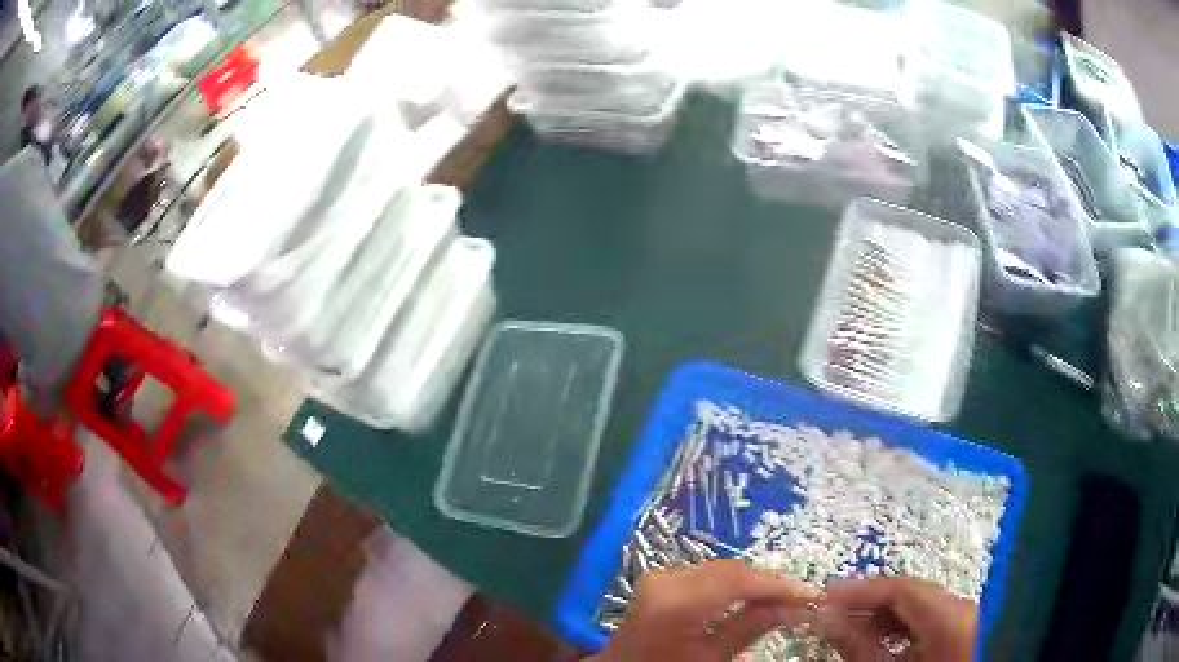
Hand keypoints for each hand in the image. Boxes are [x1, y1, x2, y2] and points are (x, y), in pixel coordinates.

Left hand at [590, 560, 819, 661]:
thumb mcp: (710, 658)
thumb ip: (750, 628)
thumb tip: (794, 607)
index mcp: (676, 601)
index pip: (738, 580)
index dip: (778, 585)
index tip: (810, 594)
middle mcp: (667, 579)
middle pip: (731, 570)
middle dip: (768, 583)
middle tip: (800, 599)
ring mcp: (662, 576)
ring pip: (722, 570)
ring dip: (753, 582)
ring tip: (783, 599)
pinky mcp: (663, 580)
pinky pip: (708, 575)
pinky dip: (734, 585)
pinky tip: (752, 598)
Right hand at [819, 578, 977, 661]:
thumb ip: (863, 648)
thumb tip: (828, 619)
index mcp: (952, 616)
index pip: (904, 588)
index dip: (862, 590)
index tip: (824, 595)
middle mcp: (964, 608)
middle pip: (912, 596)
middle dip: (870, 605)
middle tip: (829, 615)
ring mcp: (968, 619)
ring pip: (920, 609)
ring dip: (883, 619)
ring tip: (848, 631)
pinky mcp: (966, 630)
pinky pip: (931, 621)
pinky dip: (903, 630)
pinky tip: (880, 644)